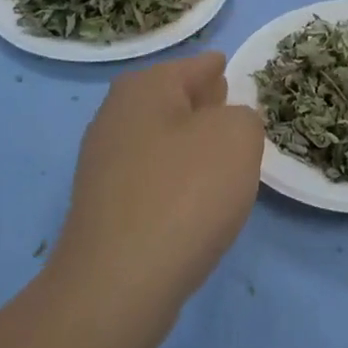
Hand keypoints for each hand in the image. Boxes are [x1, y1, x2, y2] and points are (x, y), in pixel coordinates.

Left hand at [52, 52, 264, 323]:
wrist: (121, 281)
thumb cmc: (185, 193)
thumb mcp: (236, 137)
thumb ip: (243, 116)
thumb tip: (228, 123)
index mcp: (144, 90)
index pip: (191, 67)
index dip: (214, 67)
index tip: (228, 67)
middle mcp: (115, 119)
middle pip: (168, 100)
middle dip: (200, 102)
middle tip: (229, 103)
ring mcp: (104, 166)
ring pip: (159, 139)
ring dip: (188, 143)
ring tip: (221, 152)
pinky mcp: (106, 208)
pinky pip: (151, 177)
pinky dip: (175, 177)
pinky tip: (195, 195)